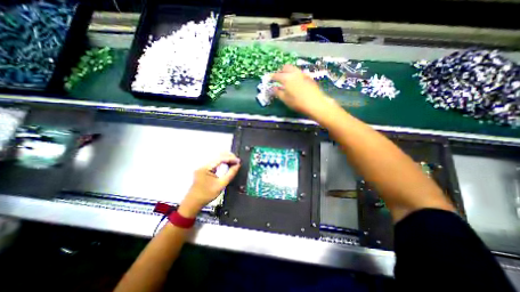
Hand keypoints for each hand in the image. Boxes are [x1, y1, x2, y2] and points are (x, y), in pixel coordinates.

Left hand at [178, 153, 240, 216]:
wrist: (193, 202)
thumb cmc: (207, 195)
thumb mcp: (221, 185)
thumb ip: (230, 174)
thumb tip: (237, 165)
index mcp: (206, 168)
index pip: (221, 159)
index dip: (231, 159)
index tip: (239, 161)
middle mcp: (204, 164)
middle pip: (218, 156)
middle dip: (229, 157)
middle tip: (237, 161)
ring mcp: (203, 166)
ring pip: (217, 158)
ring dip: (226, 159)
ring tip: (234, 162)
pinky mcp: (204, 169)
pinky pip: (215, 162)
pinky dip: (222, 162)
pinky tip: (228, 164)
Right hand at [273, 64, 336, 117]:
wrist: (315, 104)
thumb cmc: (298, 103)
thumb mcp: (285, 99)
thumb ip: (278, 93)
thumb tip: (273, 88)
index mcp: (287, 79)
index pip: (277, 75)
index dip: (272, 77)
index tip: (270, 79)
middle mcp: (294, 73)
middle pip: (286, 67)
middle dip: (281, 71)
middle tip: (278, 77)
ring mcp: (302, 74)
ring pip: (293, 69)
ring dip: (288, 72)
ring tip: (286, 79)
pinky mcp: (308, 77)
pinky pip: (299, 72)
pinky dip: (295, 74)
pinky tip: (295, 82)